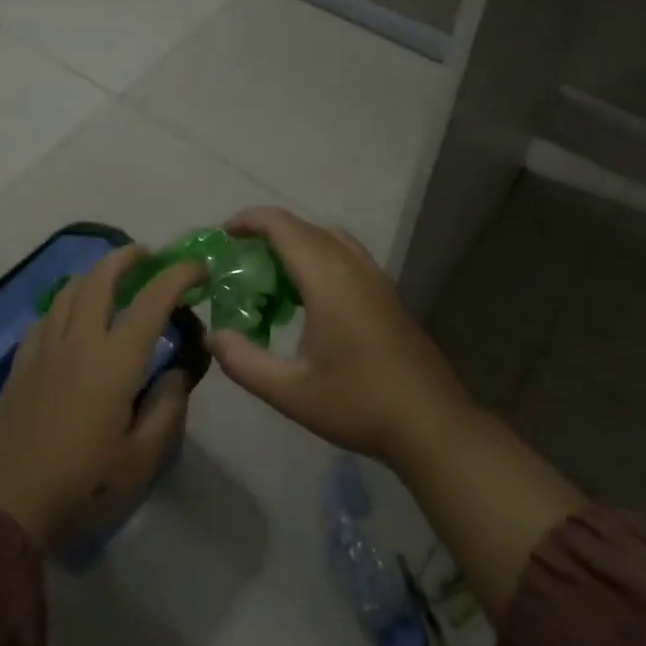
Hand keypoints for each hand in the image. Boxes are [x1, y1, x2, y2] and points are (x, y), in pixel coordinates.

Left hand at [0, 247, 201, 550]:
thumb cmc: (83, 485)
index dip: (178, 276)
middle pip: (101, 277)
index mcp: (115, 360)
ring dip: (95, 274)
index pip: (152, 300)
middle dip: (127, 257)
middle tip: (147, 255)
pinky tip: (71, 319)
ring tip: (111, 278)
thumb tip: (177, 372)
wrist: (9, 506)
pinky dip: (66, 303)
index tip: (198, 269)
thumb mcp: (142, 460)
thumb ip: (167, 409)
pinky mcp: (21, 362)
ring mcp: (45, 347)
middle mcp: (79, 340)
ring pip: (69, 290)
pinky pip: (46, 316)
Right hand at [208, 208, 473, 469]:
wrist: (432, 424)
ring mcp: (375, 277)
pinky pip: (346, 254)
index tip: (223, 235)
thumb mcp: (291, 392)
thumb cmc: (359, 404)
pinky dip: (319, 255)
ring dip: (296, 242)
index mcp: (327, 279)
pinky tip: (308, 295)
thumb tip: (213, 335)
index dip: (249, 221)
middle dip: (267, 232)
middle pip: (304, 227)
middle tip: (239, 258)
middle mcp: (352, 266)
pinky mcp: (387, 293)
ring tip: (271, 271)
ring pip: (329, 238)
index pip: (283, 227)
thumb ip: (245, 362)